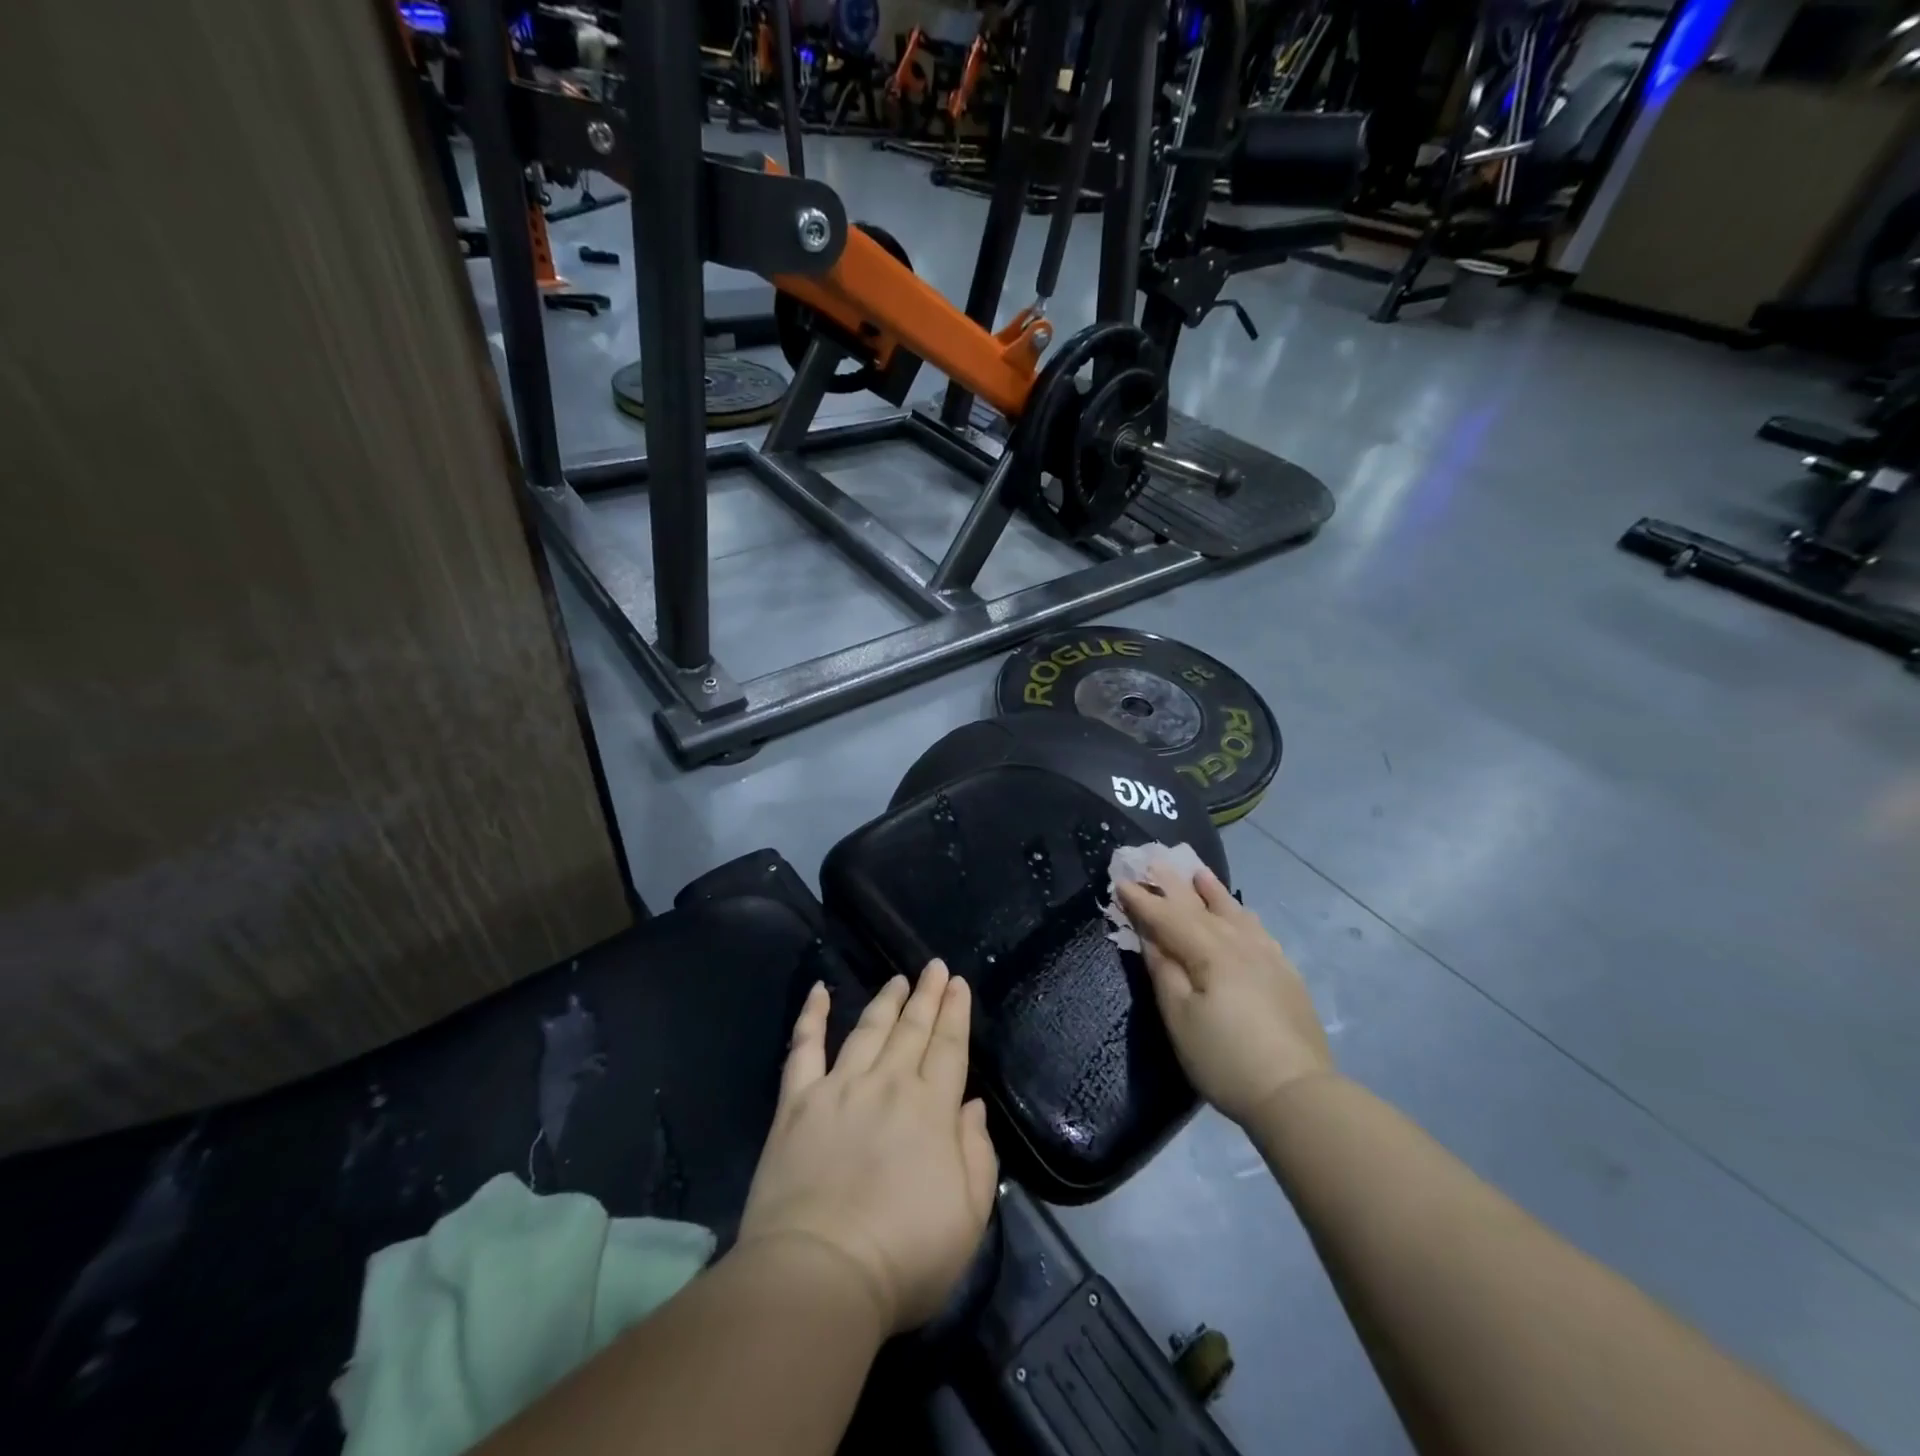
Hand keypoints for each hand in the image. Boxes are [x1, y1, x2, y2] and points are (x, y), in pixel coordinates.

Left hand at [737, 961, 998, 1333]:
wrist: (819, 1275)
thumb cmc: (903, 1256)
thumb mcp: (968, 1217)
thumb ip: (977, 1154)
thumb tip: (972, 1106)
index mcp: (932, 1109)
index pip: (949, 1047)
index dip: (955, 1013)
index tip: (958, 983)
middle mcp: (889, 1085)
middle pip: (912, 1030)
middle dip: (927, 995)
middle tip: (934, 967)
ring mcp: (839, 1088)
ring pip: (868, 1030)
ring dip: (885, 1001)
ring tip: (898, 980)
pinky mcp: (797, 1103)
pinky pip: (804, 1048)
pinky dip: (811, 1016)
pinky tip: (819, 991)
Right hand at [1117, 866, 1333, 1125]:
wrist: (1297, 1094)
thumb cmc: (1225, 1059)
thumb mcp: (1180, 1018)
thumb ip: (1164, 970)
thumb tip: (1150, 935)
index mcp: (1209, 952)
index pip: (1168, 917)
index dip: (1142, 900)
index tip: (1120, 881)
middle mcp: (1239, 943)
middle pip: (1199, 906)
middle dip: (1173, 884)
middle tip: (1152, 858)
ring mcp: (1267, 955)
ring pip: (1233, 911)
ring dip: (1211, 890)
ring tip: (1197, 871)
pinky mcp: (1285, 972)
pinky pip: (1257, 928)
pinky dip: (1241, 913)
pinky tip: (1240, 912)